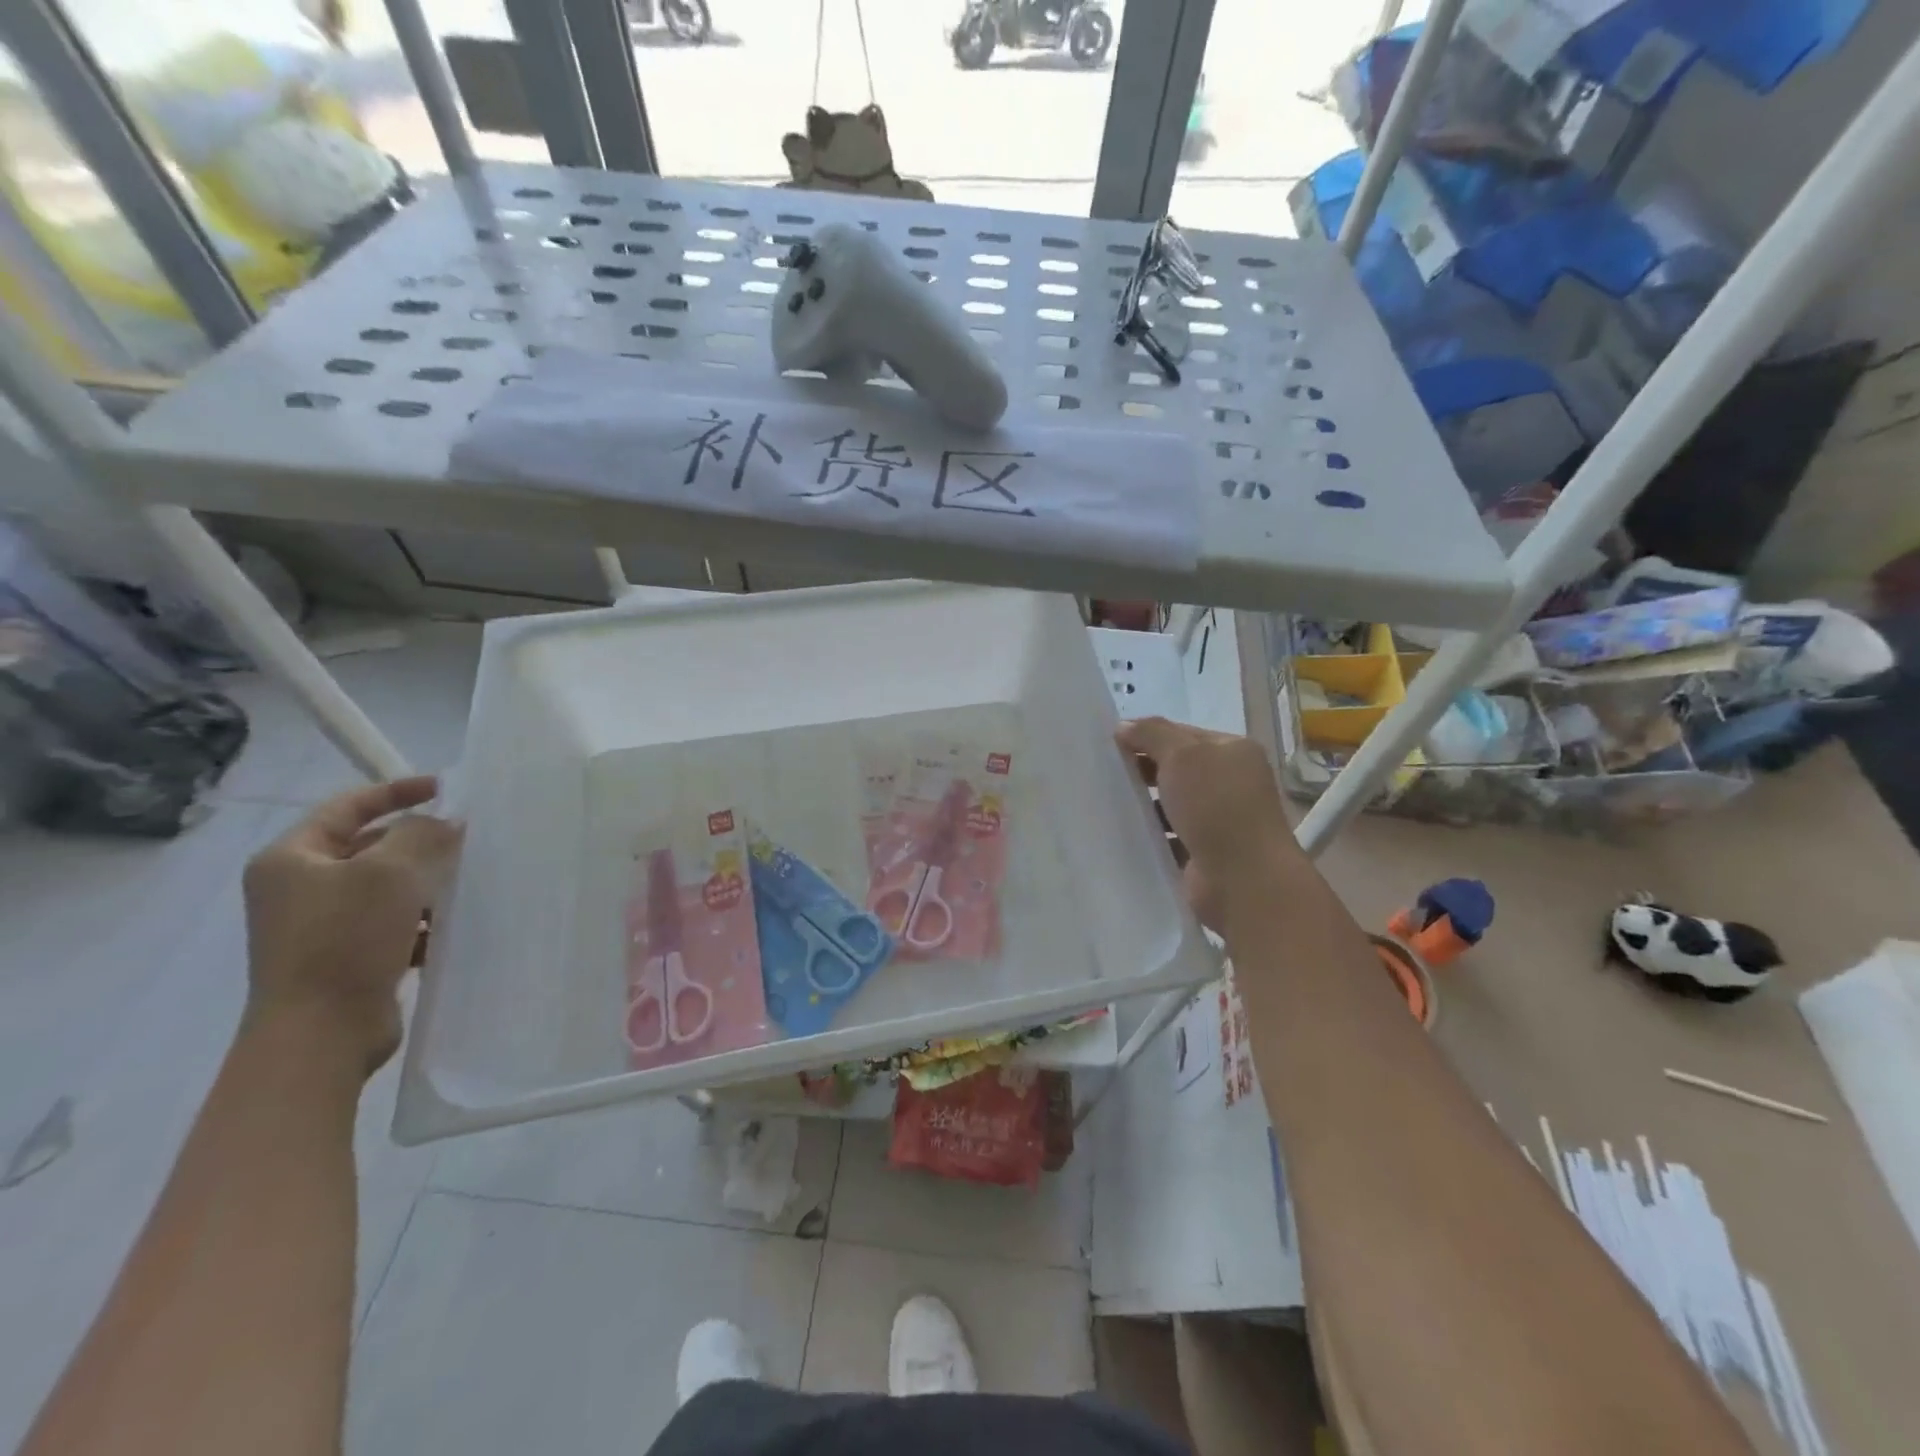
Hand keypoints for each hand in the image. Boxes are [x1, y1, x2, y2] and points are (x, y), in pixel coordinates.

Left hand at [242, 777, 461, 1073]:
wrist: (320, 1034)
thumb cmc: (345, 939)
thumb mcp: (388, 871)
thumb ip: (421, 834)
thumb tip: (445, 823)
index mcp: (291, 859)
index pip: (348, 806)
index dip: (397, 791)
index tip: (446, 788)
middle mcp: (299, 888)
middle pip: (370, 846)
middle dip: (420, 841)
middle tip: (467, 839)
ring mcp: (321, 925)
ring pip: (387, 886)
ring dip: (426, 882)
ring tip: (467, 882)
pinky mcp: (346, 956)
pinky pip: (392, 922)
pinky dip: (422, 919)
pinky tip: (451, 925)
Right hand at [1116, 717, 1298, 928]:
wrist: (1243, 879)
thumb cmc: (1216, 805)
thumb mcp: (1183, 755)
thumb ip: (1152, 734)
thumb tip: (1124, 726)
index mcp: (1233, 752)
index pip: (1182, 735)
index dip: (1147, 736)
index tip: (1110, 745)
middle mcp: (1230, 783)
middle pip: (1176, 770)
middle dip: (1142, 771)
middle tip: (1103, 774)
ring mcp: (1219, 821)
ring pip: (1171, 806)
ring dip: (1144, 806)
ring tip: (1105, 805)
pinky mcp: (1204, 854)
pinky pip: (1168, 838)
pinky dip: (1149, 837)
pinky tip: (1122, 835)